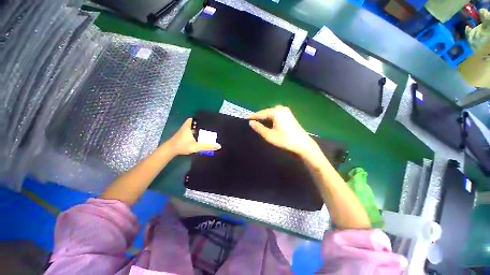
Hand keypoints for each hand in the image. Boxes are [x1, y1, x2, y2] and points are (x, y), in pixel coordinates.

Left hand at [167, 118, 220, 155]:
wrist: (171, 149)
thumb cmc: (182, 146)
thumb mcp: (196, 146)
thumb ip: (207, 146)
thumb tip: (219, 146)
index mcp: (192, 123)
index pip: (204, 119)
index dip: (212, 122)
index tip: (219, 125)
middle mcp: (191, 123)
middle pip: (203, 123)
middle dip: (210, 126)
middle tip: (218, 130)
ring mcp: (189, 126)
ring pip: (201, 126)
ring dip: (206, 130)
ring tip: (215, 132)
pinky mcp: (189, 130)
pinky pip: (198, 129)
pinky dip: (203, 132)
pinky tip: (207, 136)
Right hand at [248, 106, 319, 157]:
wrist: (303, 144)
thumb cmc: (285, 140)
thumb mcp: (269, 135)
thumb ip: (259, 128)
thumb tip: (251, 122)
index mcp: (276, 112)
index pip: (261, 113)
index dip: (253, 116)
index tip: (245, 119)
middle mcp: (281, 108)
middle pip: (266, 112)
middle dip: (259, 117)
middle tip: (252, 122)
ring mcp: (286, 111)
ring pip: (271, 113)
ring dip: (265, 118)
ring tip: (259, 123)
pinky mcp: (289, 115)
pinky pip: (277, 114)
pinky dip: (271, 118)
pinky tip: (269, 123)